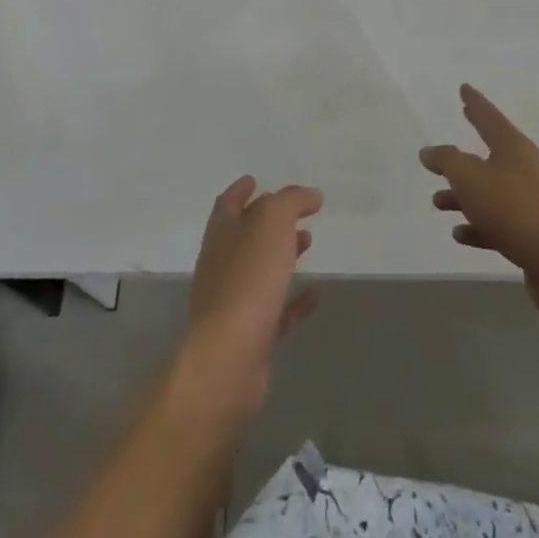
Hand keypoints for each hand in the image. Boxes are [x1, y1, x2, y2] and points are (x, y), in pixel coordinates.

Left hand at [179, 177, 322, 424]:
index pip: (228, 203)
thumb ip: (291, 202)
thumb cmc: (247, 279)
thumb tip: (310, 194)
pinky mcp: (251, 336)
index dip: (241, 190)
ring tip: (309, 242)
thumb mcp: (272, 223)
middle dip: (268, 221)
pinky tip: (317, 292)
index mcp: (221, 233)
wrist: (230, 358)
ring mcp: (234, 302)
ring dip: (283, 254)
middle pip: (245, 235)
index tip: (256, 179)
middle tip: (296, 211)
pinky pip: (277, 310)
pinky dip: (295, 298)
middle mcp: (222, 263)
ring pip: (261, 270)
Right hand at [421, 84, 538, 301]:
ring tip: (439, 202)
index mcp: (514, 147)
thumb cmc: (511, 208)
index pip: (489, 117)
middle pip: (490, 156)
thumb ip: (446, 160)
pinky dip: (479, 225)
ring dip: (464, 196)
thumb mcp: (468, 177)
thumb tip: (430, 151)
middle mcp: (527, 168)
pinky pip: (501, 222)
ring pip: (492, 192)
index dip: (475, 103)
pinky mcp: (536, 233)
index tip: (464, 89)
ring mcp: (535, 202)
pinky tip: (460, 234)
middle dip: (462, 158)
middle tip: (445, 151)